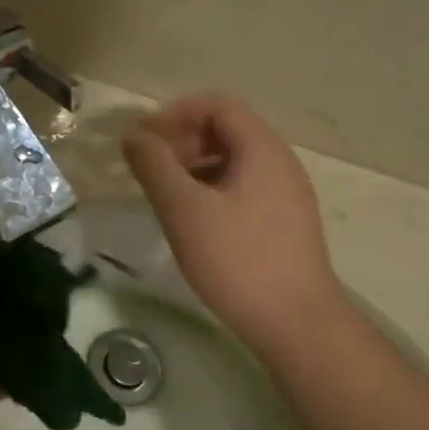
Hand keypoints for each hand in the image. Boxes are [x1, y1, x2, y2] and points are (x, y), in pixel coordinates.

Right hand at [121, 95, 346, 356]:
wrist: (296, 324)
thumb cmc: (238, 260)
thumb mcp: (185, 210)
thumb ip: (154, 166)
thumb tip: (132, 135)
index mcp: (262, 149)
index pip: (216, 105)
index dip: (175, 114)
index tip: (142, 140)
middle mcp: (279, 163)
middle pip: (226, 130)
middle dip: (181, 140)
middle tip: (148, 169)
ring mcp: (285, 195)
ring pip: (232, 162)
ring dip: (193, 167)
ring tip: (164, 196)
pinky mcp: (283, 224)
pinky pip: (241, 189)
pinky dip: (210, 191)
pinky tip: (191, 222)